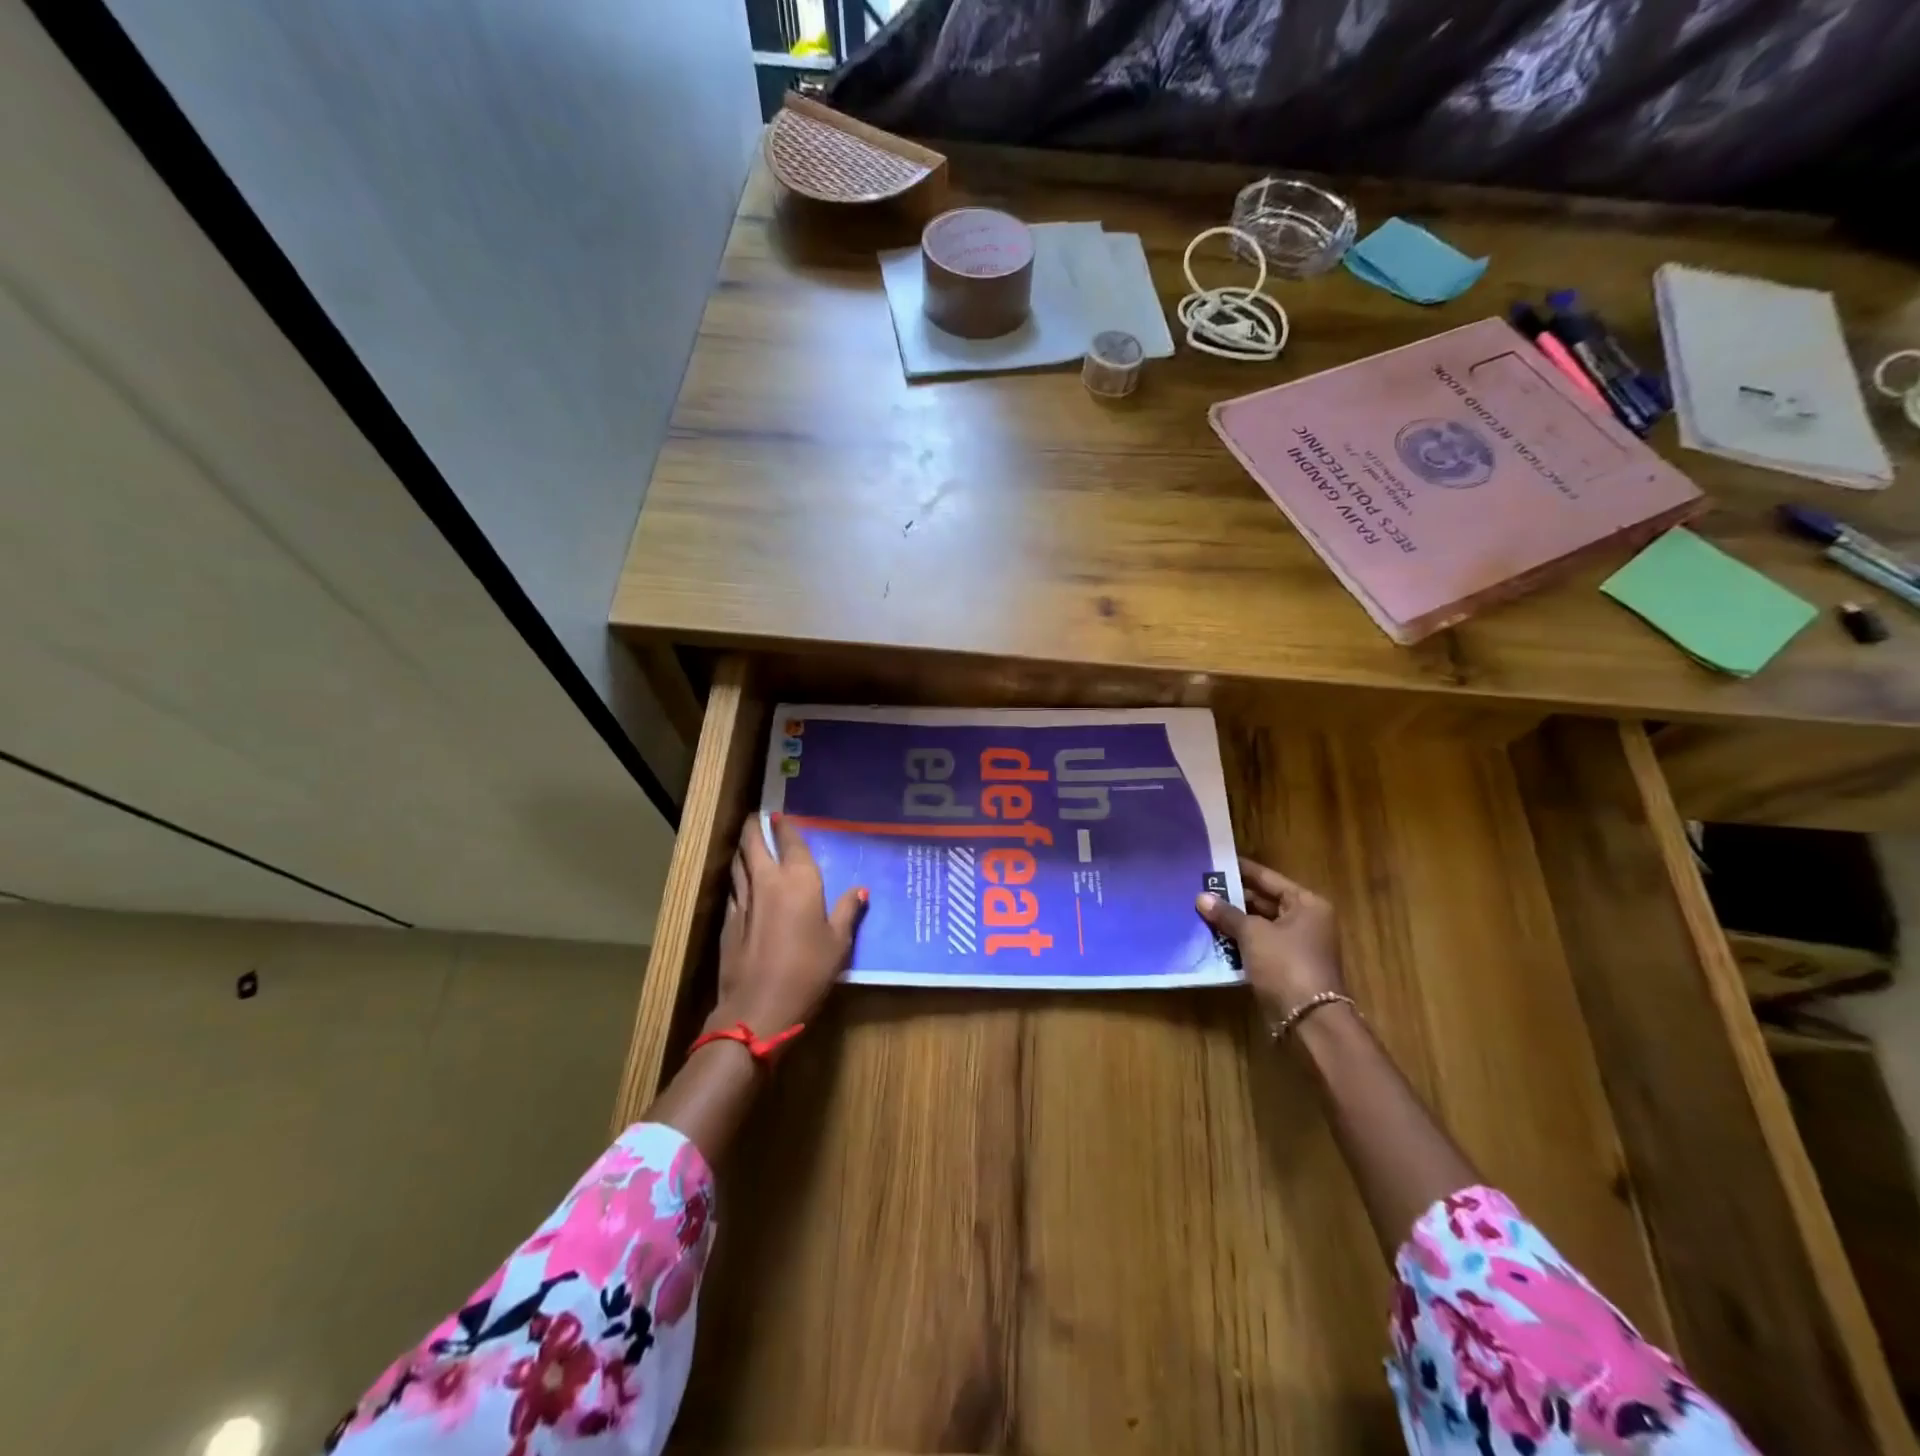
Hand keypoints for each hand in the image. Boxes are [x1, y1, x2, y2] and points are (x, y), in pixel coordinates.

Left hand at [710, 812, 865, 1038]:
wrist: (759, 1006)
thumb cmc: (808, 970)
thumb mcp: (838, 942)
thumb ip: (846, 911)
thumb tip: (860, 890)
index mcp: (799, 880)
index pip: (789, 840)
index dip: (784, 825)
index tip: (780, 815)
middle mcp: (768, 881)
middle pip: (754, 843)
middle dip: (755, 827)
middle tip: (759, 818)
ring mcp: (744, 900)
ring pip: (738, 863)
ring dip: (743, 849)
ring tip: (748, 843)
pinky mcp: (728, 921)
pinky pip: (734, 889)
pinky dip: (738, 878)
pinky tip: (743, 884)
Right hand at [1196, 857, 1344, 1027]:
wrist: (1309, 1020)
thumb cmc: (1286, 964)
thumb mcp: (1253, 933)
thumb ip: (1227, 913)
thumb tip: (1201, 897)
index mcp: (1307, 904)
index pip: (1268, 879)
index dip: (1241, 871)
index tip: (1214, 862)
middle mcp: (1306, 921)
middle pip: (1264, 902)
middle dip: (1233, 898)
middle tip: (1200, 888)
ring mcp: (1296, 946)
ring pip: (1259, 926)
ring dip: (1233, 922)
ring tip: (1200, 910)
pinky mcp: (1285, 968)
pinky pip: (1257, 947)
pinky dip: (1238, 943)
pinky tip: (1212, 937)